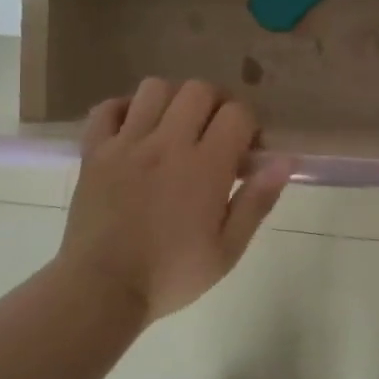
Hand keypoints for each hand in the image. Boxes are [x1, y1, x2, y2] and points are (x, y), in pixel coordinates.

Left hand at [58, 78, 287, 324]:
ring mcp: (126, 143)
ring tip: (176, 128)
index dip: (250, 126)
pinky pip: (107, 108)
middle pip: (199, 90)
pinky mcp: (94, 151)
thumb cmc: (170, 275)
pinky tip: (136, 130)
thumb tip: (284, 161)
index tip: (247, 153)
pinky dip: (125, 109)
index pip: (237, 114)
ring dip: (173, 100)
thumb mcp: (228, 249)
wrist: (101, 290)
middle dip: (216, 104)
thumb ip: (257, 201)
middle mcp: (167, 144)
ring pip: (155, 88)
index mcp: (205, 167)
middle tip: (216, 134)